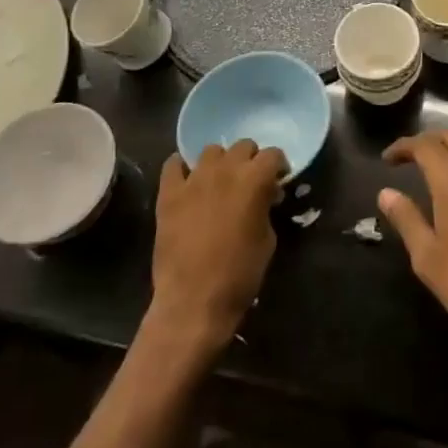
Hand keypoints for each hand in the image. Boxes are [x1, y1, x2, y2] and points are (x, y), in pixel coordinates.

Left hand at [150, 141, 287, 353]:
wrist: (194, 301)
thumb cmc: (239, 275)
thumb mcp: (267, 240)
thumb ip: (266, 208)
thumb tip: (263, 198)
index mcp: (254, 180)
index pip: (273, 154)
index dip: (278, 166)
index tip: (277, 181)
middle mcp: (225, 169)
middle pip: (243, 146)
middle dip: (250, 160)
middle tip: (249, 182)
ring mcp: (194, 179)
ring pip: (211, 151)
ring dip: (220, 163)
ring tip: (218, 183)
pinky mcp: (169, 193)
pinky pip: (174, 165)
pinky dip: (183, 169)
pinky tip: (188, 182)